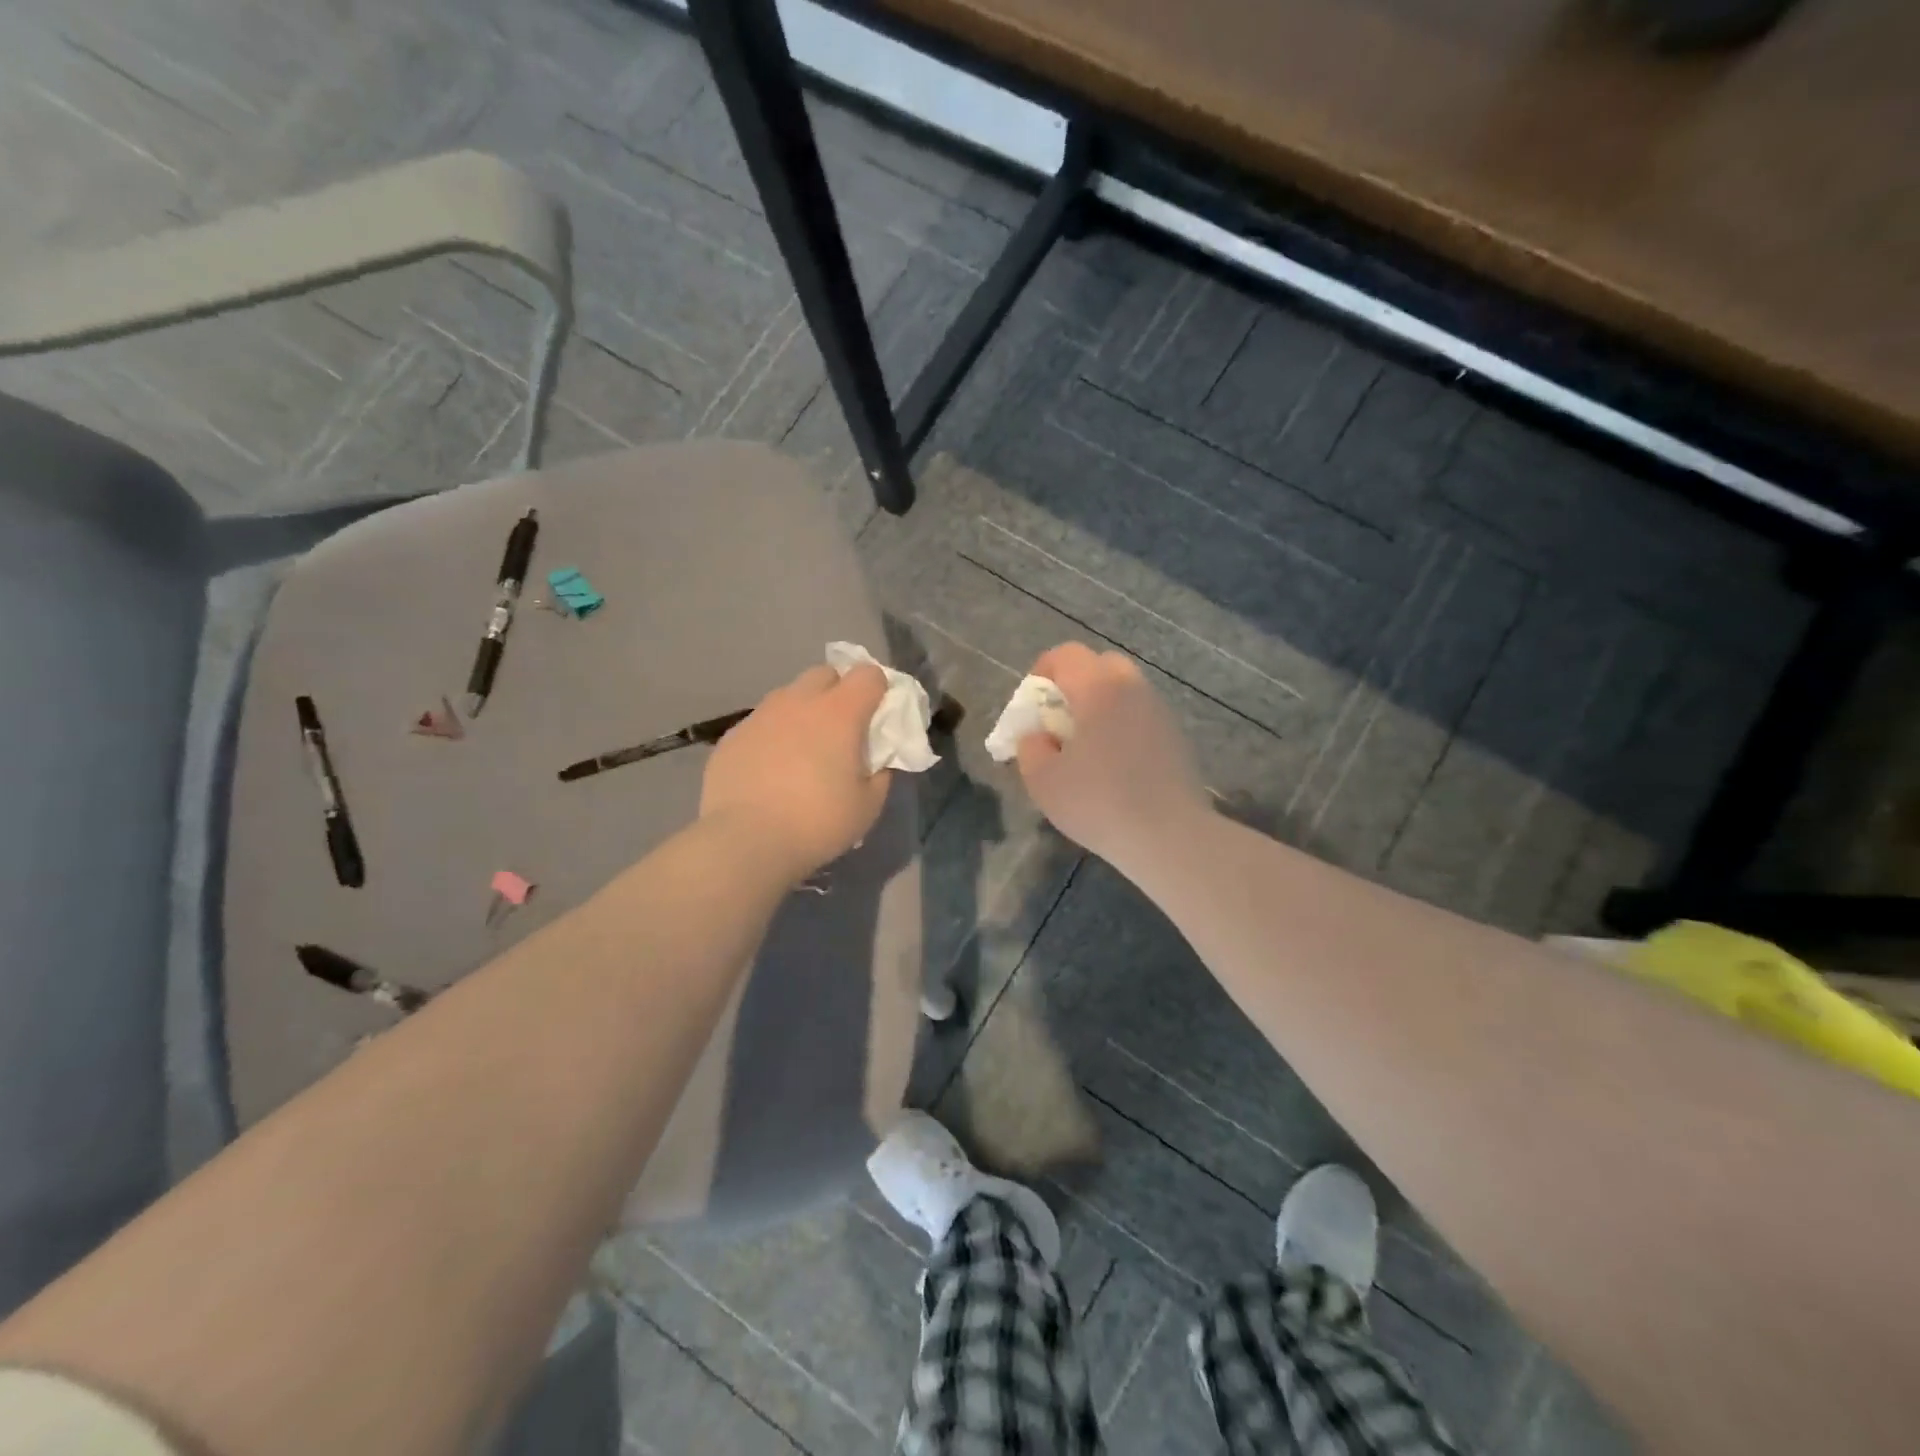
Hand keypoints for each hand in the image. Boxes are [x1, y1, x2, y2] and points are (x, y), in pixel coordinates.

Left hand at [701, 663, 891, 879]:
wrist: (744, 840)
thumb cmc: (817, 822)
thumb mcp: (867, 807)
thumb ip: (880, 775)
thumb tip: (877, 763)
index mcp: (840, 713)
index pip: (868, 674)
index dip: (879, 690)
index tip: (879, 716)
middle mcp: (799, 702)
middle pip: (825, 674)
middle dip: (838, 691)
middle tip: (841, 730)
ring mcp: (761, 715)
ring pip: (789, 696)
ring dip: (803, 712)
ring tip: (803, 751)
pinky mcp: (732, 735)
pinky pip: (762, 723)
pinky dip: (773, 736)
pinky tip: (770, 770)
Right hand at [1015, 644, 1208, 870]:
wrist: (1169, 836)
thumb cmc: (1098, 802)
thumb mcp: (1043, 780)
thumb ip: (1030, 748)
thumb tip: (1038, 735)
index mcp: (1098, 688)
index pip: (1066, 654)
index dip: (1042, 671)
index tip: (1032, 706)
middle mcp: (1133, 688)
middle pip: (1100, 665)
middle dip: (1075, 685)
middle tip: (1060, 722)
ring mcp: (1160, 711)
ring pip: (1124, 691)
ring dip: (1101, 706)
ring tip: (1087, 746)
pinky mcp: (1176, 737)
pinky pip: (1141, 716)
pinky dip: (1123, 726)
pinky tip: (1116, 765)